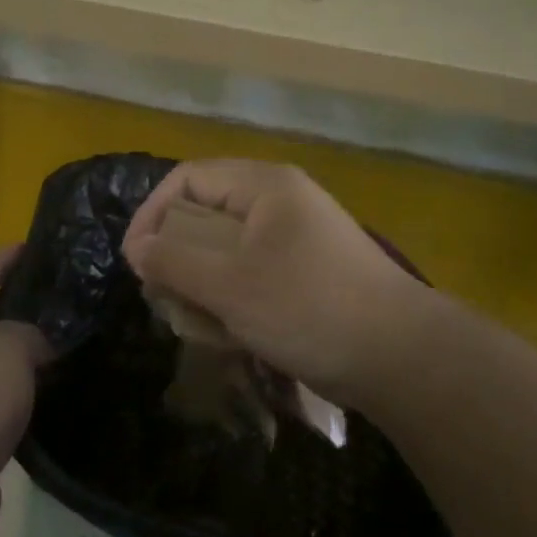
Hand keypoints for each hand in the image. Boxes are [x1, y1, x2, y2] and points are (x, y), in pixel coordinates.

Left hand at [0, 247, 50, 536]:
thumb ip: (30, 334)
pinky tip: (46, 401)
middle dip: (18, 311)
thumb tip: (34, 348)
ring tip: (65, 351)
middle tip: (67, 306)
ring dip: (16, 361)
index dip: (8, 258)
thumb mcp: (9, 348)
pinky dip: (10, 400)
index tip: (43, 250)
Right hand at [121, 160, 426, 402]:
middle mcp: (280, 203)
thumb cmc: (309, 309)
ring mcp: (297, 239)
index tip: (136, 263)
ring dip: (204, 285)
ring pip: (227, 251)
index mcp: (264, 187)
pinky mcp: (307, 274)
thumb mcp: (230, 286)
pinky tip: (231, 335)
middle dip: (178, 258)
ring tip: (197, 323)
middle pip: (206, 215)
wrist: (401, 357)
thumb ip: (175, 263)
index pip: (188, 180)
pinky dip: (233, 299)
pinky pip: (252, 275)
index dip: (152, 215)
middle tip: (165, 298)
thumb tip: (138, 249)